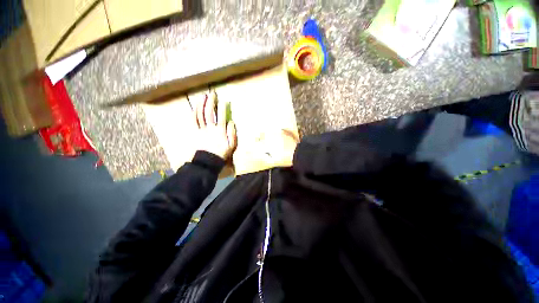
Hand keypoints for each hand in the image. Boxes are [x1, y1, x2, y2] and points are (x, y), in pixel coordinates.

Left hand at [193, 91, 236, 159]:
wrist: (209, 161)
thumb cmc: (222, 153)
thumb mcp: (232, 145)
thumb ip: (232, 133)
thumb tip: (231, 122)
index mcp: (220, 130)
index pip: (221, 116)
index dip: (222, 108)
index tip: (223, 101)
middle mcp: (210, 127)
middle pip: (209, 112)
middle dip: (211, 102)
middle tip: (212, 94)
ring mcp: (202, 129)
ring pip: (200, 114)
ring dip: (201, 105)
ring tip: (203, 96)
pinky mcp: (195, 132)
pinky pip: (194, 121)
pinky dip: (194, 113)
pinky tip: (194, 107)